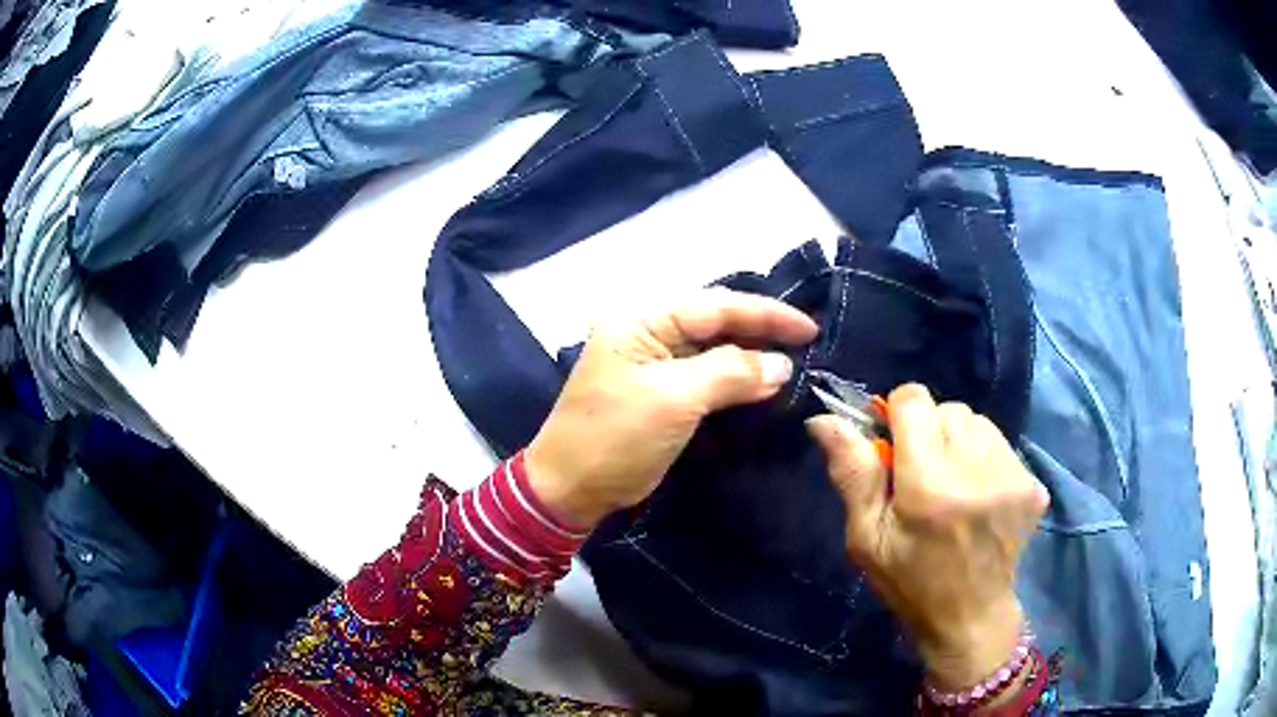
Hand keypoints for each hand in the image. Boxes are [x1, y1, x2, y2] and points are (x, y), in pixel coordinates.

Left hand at [526, 288, 817, 528]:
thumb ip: (731, 372)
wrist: (571, 489)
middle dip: (761, 331)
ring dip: (751, 355)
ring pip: (713, 348)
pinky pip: (705, 374)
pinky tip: (763, 382)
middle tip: (807, 342)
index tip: (809, 329)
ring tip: (795, 359)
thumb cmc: (615, 438)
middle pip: (715, 322)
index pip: (715, 306)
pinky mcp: (659, 390)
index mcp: (641, 319)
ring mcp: (652, 361)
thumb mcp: (674, 400)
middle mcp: (647, 330)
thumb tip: (781, 363)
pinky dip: (735, 378)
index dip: (765, 315)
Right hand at [807, 385, 1048, 690]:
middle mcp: (976, 469)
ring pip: (977, 422)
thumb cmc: (909, 583)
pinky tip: (979, 496)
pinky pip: (1000, 444)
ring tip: (954, 486)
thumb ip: (852, 474)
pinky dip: (985, 459)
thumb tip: (824, 419)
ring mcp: (1012, 475)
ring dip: (959, 443)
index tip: (894, 449)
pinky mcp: (1033, 483)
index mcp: (928, 484)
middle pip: (947, 408)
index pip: (914, 399)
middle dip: (929, 433)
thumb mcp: (867, 538)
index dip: (898, 416)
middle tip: (924, 478)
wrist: (971, 617)